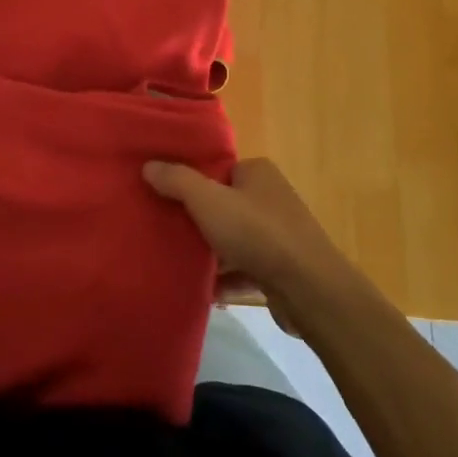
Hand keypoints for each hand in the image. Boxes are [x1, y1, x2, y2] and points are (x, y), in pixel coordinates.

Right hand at [142, 157, 360, 330]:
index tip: (163, 196)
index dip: (191, 181)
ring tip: (174, 261)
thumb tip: (148, 165)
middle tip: (164, 230)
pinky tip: (201, 291)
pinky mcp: (280, 271)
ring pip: (233, 240)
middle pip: (223, 205)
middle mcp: (271, 198)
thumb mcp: (209, 201)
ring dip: (209, 253)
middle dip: (196, 220)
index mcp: (258, 173)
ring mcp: (278, 236)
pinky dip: (224, 280)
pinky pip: (244, 271)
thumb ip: (177, 181)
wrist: (309, 290)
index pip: (218, 170)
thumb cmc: (258, 234)